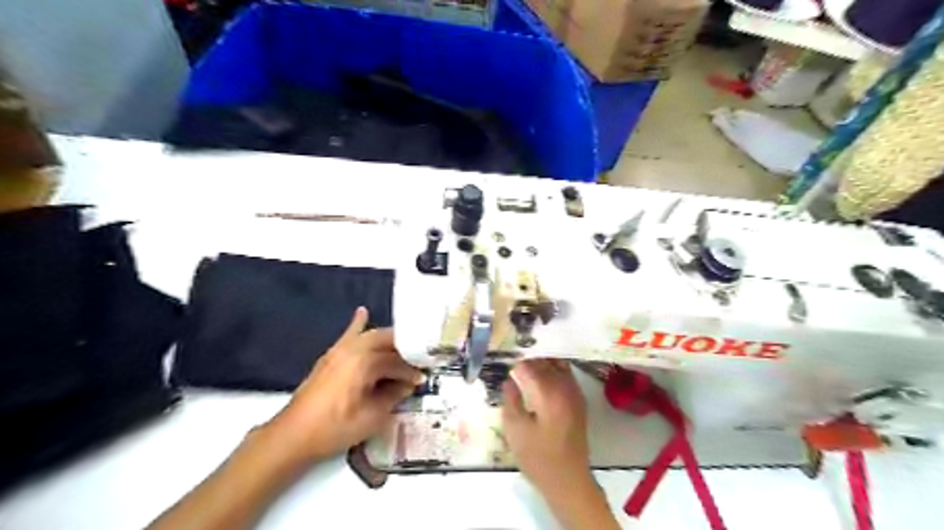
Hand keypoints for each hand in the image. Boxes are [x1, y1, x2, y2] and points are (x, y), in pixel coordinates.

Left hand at [267, 306, 426, 463]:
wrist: (293, 436)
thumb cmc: (335, 429)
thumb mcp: (372, 418)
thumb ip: (393, 396)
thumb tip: (409, 384)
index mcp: (365, 363)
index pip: (397, 361)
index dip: (411, 371)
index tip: (422, 379)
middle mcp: (354, 350)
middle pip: (387, 341)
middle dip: (404, 350)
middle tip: (417, 362)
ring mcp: (339, 350)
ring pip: (371, 337)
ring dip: (388, 341)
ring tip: (403, 349)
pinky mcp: (330, 356)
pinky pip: (348, 335)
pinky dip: (357, 324)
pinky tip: (362, 311)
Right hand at [501, 359, 586, 495]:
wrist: (568, 480)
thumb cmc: (538, 457)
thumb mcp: (515, 429)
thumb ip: (510, 399)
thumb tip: (510, 380)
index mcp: (549, 393)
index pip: (530, 366)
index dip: (516, 364)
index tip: (505, 365)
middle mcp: (565, 387)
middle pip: (546, 361)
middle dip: (529, 360)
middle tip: (514, 363)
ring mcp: (575, 393)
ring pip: (558, 365)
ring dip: (543, 362)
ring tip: (526, 367)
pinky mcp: (578, 400)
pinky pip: (566, 374)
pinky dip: (553, 370)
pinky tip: (541, 378)